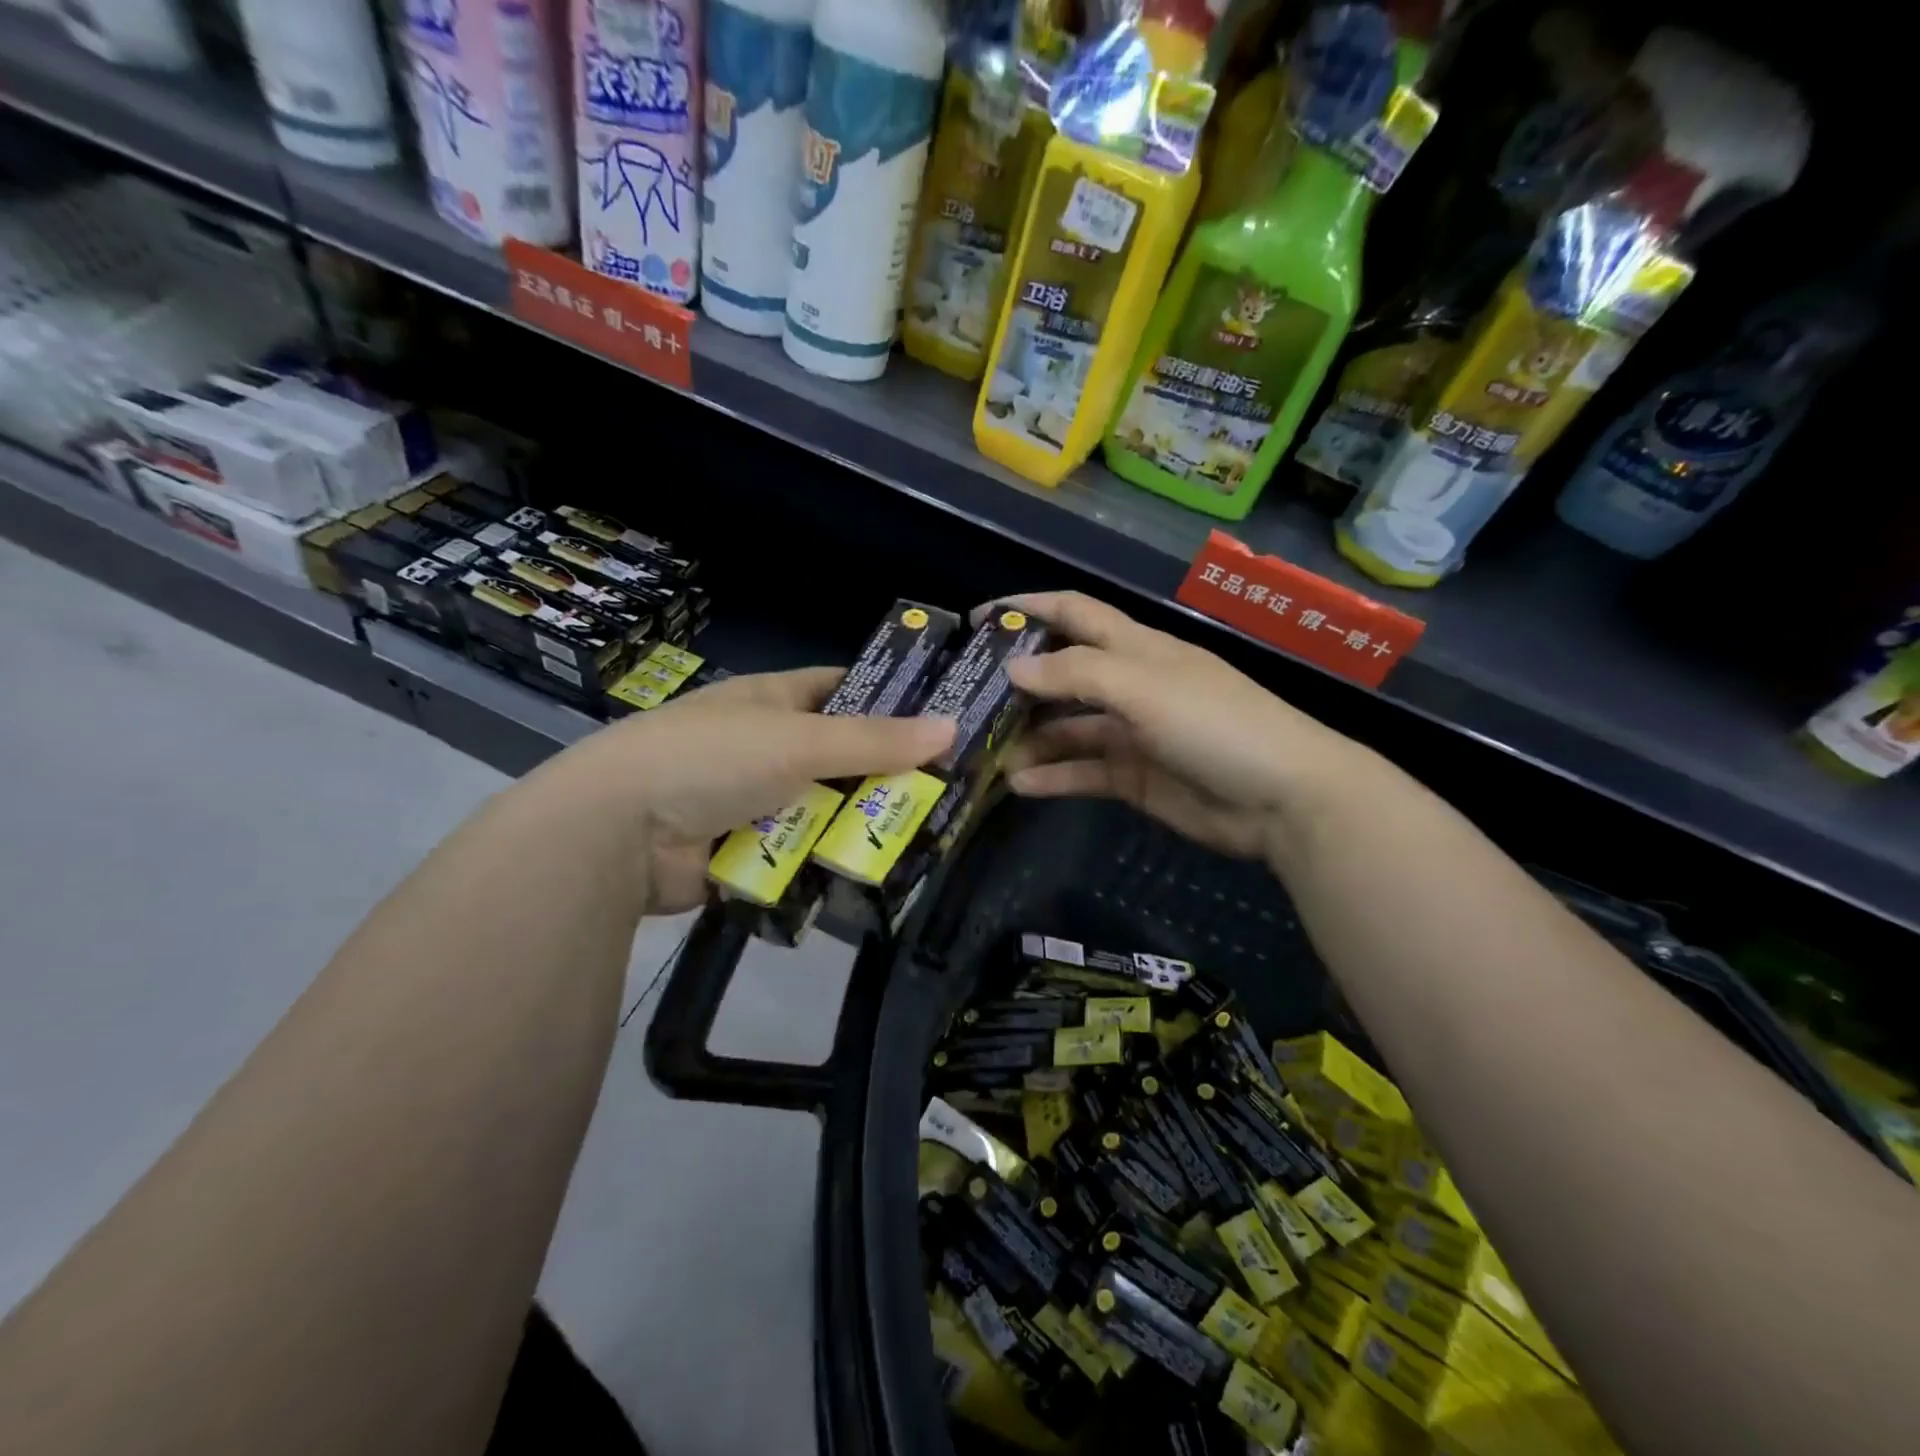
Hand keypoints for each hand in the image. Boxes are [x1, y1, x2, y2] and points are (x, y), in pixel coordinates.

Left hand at [555, 667, 954, 914]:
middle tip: (949, 794)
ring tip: (926, 842)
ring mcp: (754, 800)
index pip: (844, 689)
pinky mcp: (745, 851)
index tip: (941, 718)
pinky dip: (828, 863)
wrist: (616, 834)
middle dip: (886, 775)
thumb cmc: (711, 759)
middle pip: (842, 757)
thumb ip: (875, 740)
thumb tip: (953, 727)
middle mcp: (766, 746)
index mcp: (773, 701)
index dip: (890, 699)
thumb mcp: (799, 741)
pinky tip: (876, 875)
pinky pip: (801, 854)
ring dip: (860, 826)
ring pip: (825, 810)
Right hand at [1001, 592, 1368, 864]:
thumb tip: (1013, 669)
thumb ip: (1076, 674)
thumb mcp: (1144, 687)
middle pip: (1062, 675)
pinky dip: (1053, 776)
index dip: (1028, 608)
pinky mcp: (1136, 777)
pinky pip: (1083, 772)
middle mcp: (1130, 685)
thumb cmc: (1215, 723)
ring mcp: (1132, 733)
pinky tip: (1019, 784)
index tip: (980, 619)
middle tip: (968, 700)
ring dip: (1029, 738)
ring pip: (1068, 729)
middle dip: (1018, 684)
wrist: (1283, 798)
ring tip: (984, 752)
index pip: (1074, 613)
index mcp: (1136, 648)